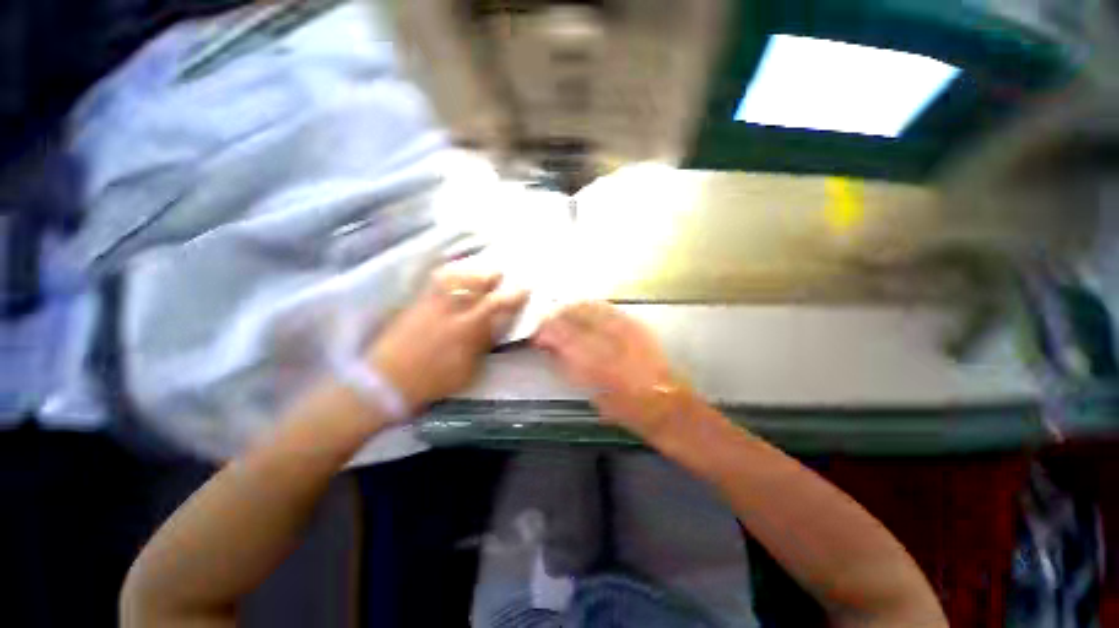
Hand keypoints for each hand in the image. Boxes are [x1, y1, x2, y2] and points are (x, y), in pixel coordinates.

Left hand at [369, 269, 527, 412]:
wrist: (385, 381)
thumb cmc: (432, 381)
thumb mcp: (466, 369)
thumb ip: (482, 345)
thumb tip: (496, 326)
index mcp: (465, 329)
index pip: (495, 305)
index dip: (513, 295)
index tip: (525, 288)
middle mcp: (448, 310)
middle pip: (474, 284)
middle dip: (491, 276)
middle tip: (501, 274)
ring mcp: (429, 304)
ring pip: (453, 277)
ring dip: (470, 271)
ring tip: (478, 270)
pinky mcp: (414, 303)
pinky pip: (434, 281)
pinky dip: (448, 274)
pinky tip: (454, 274)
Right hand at [533, 302, 684, 434]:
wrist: (662, 402)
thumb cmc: (622, 406)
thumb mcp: (588, 391)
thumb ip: (567, 365)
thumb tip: (551, 347)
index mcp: (591, 361)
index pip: (560, 335)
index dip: (545, 331)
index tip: (537, 334)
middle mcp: (606, 339)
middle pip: (573, 315)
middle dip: (556, 315)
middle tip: (547, 320)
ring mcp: (623, 329)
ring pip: (590, 307)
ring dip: (573, 308)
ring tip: (563, 312)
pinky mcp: (635, 324)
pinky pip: (608, 308)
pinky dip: (593, 306)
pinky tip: (586, 308)